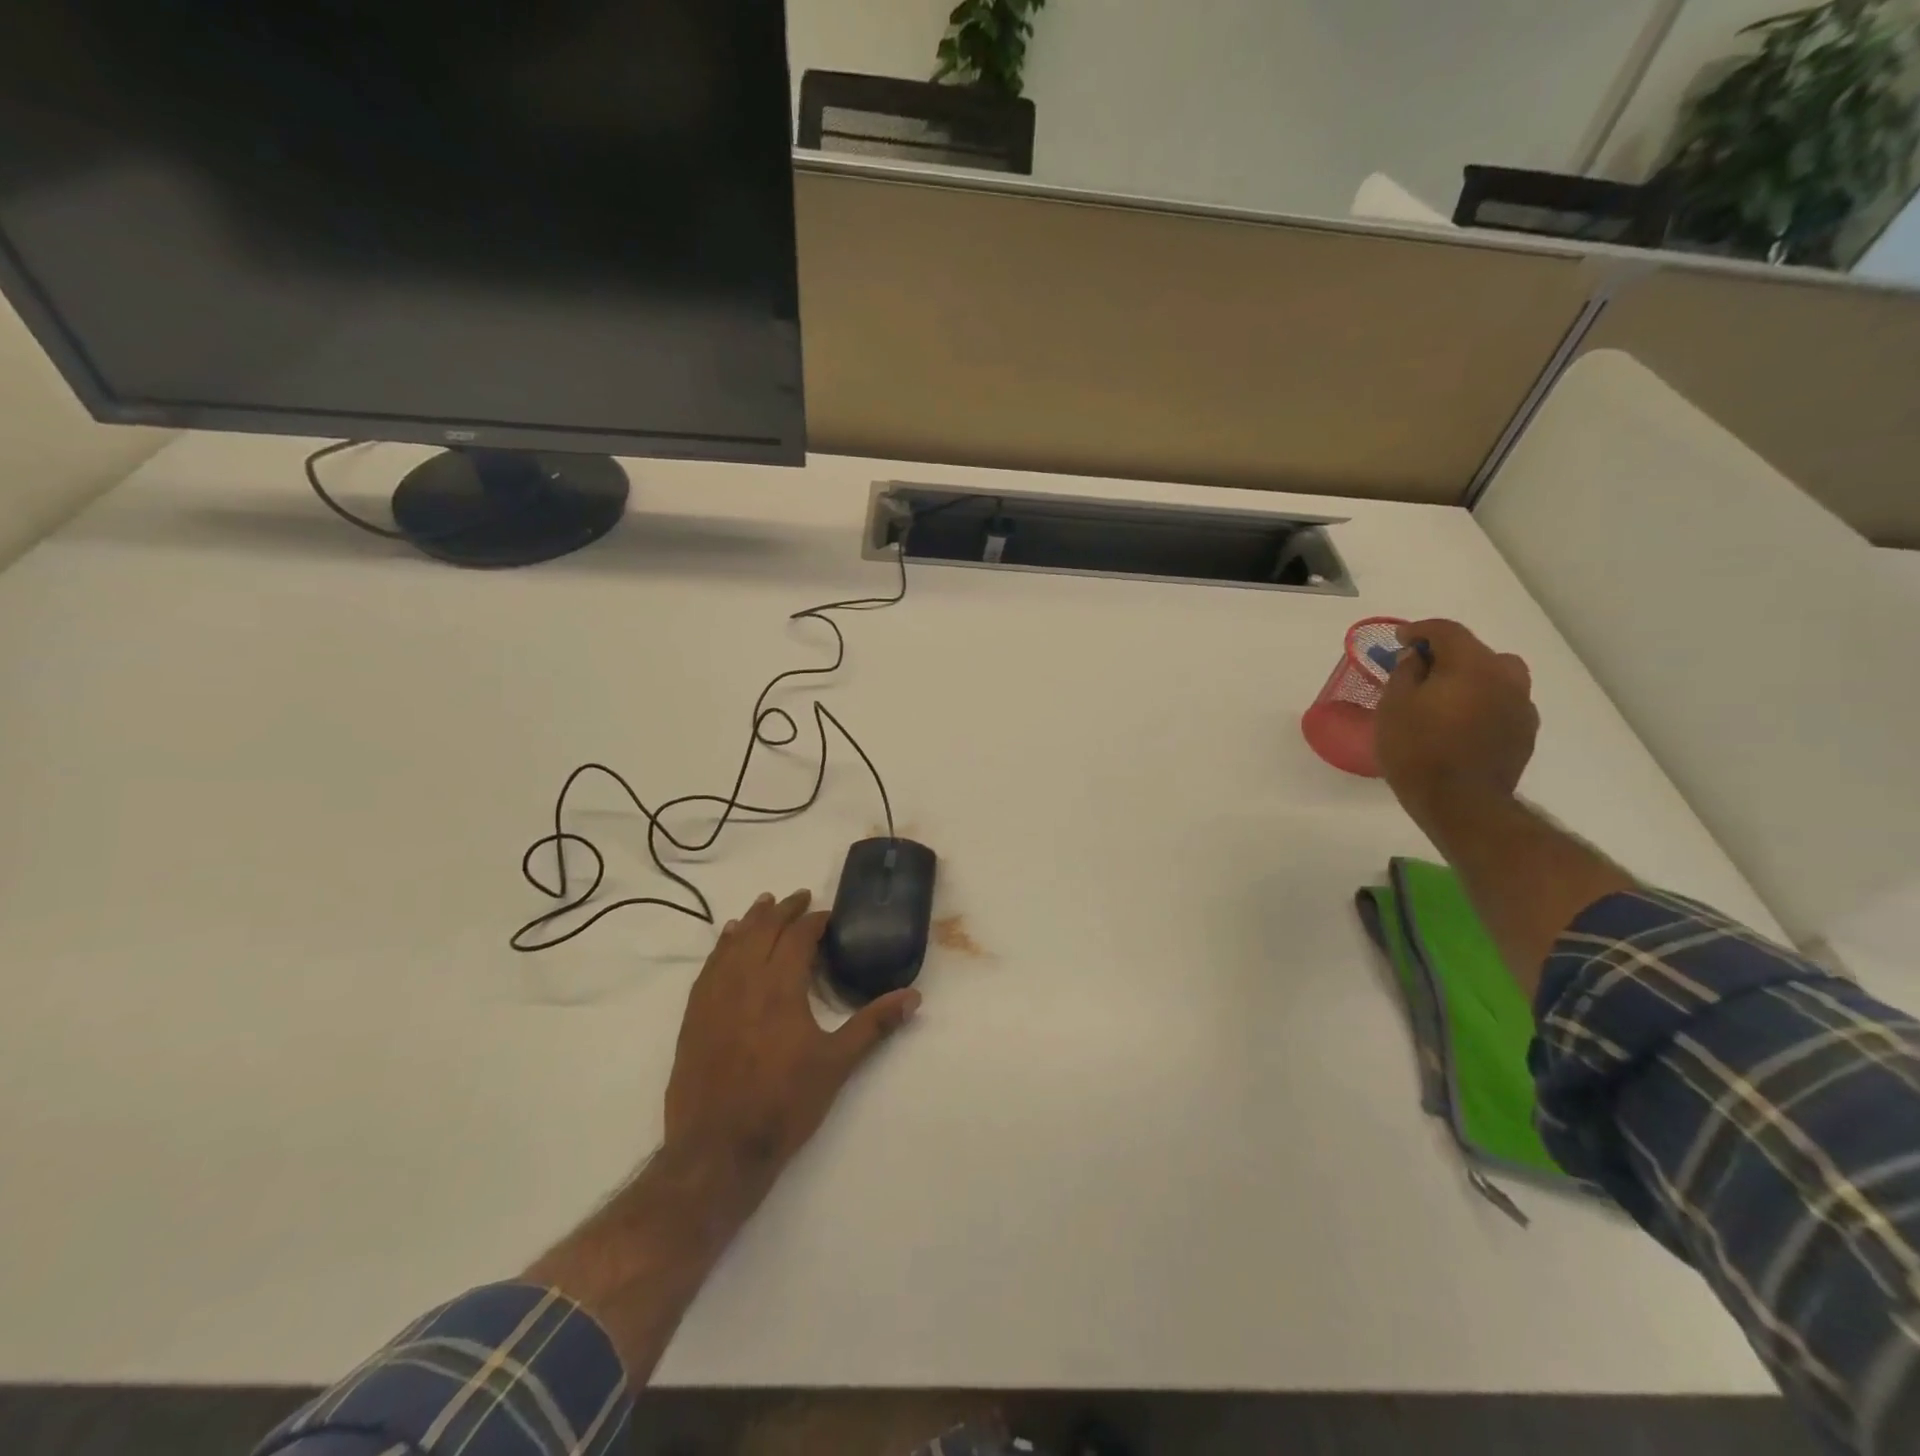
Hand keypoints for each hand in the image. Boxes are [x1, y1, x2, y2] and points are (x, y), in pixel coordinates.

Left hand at [664, 889, 920, 1178]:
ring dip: (751, 920)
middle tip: (799, 897)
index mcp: (781, 987)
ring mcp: (714, 997)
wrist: (718, 1149)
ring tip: (764, 904)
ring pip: (733, 943)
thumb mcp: (837, 1064)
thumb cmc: (784, 1104)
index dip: (815, 921)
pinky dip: (722, 946)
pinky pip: (708, 967)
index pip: (798, 937)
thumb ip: (874, 1024)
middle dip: (783, 911)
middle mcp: (745, 980)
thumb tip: (914, 996)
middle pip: (763, 930)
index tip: (829, 915)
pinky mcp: (694, 1016)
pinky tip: (726, 941)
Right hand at [1376, 619, 1538, 818]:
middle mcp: (1505, 677)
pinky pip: (1502, 703)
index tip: (1400, 639)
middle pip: (1477, 651)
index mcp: (1471, 665)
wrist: (1461, 803)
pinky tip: (1461, 723)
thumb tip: (1418, 658)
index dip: (1420, 630)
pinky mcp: (1525, 732)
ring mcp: (1521, 706)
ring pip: (1496, 677)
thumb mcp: (1393, 707)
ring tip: (1445, 698)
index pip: (1446, 631)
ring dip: (1471, 679)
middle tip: (1421, 672)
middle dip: (1448, 655)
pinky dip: (1482, 703)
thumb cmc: (1417, 750)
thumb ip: (1405, 673)